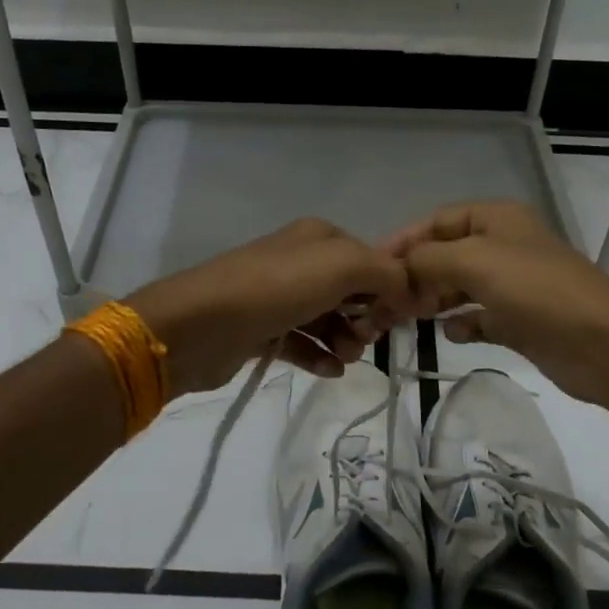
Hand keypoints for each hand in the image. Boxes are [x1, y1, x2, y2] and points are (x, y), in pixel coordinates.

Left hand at [129, 218, 408, 396]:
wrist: (199, 325)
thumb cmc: (276, 288)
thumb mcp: (342, 266)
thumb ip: (386, 272)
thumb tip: (408, 289)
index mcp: (319, 238)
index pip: (372, 259)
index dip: (391, 287)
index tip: (400, 317)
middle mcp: (300, 262)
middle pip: (352, 291)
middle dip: (368, 317)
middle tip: (366, 337)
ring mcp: (280, 297)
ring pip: (329, 319)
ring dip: (346, 340)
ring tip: (345, 357)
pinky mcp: (263, 330)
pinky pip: (304, 343)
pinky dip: (320, 356)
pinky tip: (330, 370)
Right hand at [385, 200, 608, 406]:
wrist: (602, 343)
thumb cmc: (536, 290)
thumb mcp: (474, 261)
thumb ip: (428, 259)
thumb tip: (399, 268)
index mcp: (497, 219)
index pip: (439, 220)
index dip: (405, 240)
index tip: (374, 266)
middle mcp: (506, 246)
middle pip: (448, 254)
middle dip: (417, 274)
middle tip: (388, 302)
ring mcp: (515, 285)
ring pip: (462, 286)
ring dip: (435, 299)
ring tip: (409, 318)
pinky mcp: (522, 321)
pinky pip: (481, 317)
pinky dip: (463, 323)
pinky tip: (450, 333)